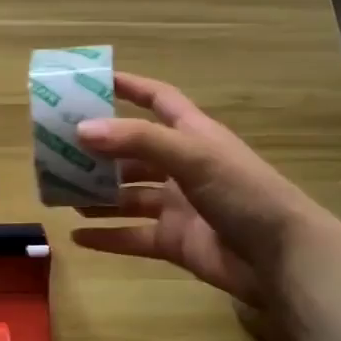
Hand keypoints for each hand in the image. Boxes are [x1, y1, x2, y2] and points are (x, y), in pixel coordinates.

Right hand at [72, 72, 323, 338]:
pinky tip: (76, 237)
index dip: (129, 87)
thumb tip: (81, 130)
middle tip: (58, 151)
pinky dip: (107, 237)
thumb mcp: (192, 155)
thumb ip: (137, 140)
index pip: (158, 100)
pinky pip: (132, 236)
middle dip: (99, 151)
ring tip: (61, 194)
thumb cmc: (243, 192)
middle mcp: (183, 166)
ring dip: (97, 195)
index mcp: (193, 135)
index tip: (92, 81)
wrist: (282, 259)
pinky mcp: (175, 242)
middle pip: (133, 152)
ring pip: (127, 196)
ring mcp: (178, 206)